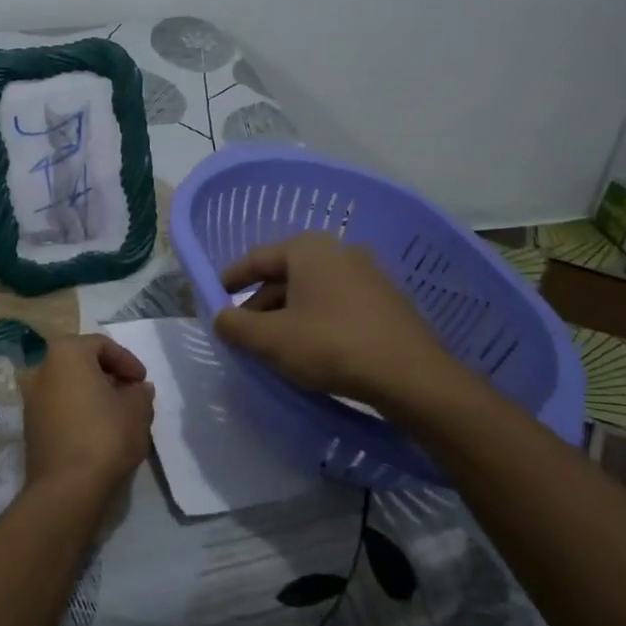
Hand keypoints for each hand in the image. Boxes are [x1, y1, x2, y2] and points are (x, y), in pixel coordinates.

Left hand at [20, 335, 154, 502]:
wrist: (66, 488)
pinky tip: (98, 433)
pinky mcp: (30, 428)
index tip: (142, 382)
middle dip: (109, 377)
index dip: (127, 360)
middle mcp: (41, 369)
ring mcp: (31, 400)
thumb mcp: (137, 410)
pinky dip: (79, 412)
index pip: (101, 344)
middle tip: (131, 395)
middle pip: (82, 364)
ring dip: (93, 395)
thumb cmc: (105, 435)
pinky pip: (60, 409)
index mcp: (65, 353)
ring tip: (118, 416)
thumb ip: (140, 392)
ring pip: (69, 387)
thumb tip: (137, 389)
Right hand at [213, 232, 483, 416]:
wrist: (412, 376)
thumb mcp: (271, 340)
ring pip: (312, 291)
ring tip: (273, 345)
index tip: (213, 296)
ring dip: (287, 314)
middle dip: (260, 302)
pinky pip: (336, 304)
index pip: (257, 258)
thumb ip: (236, 326)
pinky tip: (310, 348)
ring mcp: (368, 275)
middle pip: (285, 275)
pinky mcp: (386, 301)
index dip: (231, 278)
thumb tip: (220, 318)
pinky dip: (315, 320)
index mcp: (308, 249)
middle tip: (242, 330)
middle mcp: (339, 251)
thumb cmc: (331, 346)